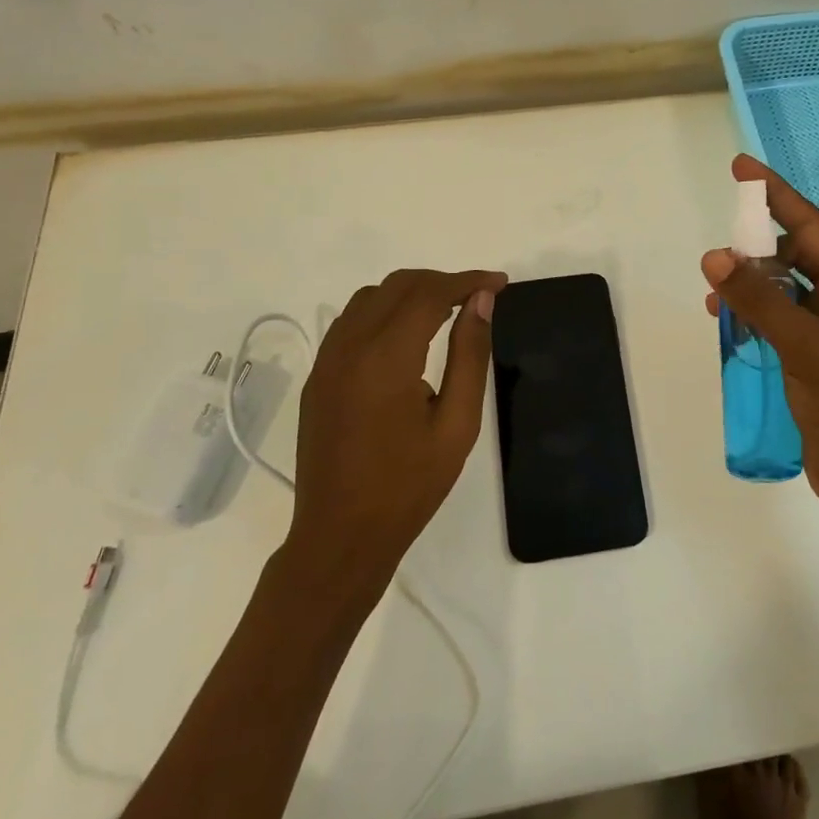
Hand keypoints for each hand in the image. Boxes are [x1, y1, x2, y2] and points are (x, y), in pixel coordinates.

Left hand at [288, 268, 506, 591]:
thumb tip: (483, 301)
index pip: (430, 293)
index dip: (468, 281)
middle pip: (398, 285)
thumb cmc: (408, 487)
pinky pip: (351, 321)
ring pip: (370, 297)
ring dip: (410, 293)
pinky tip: (406, 337)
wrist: (340, 537)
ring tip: (446, 313)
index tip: (500, 283)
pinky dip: (383, 311)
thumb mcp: (457, 424)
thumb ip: (470, 356)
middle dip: (441, 282)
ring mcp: (327, 360)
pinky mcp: (318, 375)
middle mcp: (350, 346)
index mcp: (386, 358)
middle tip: (477, 298)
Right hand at [702, 156, 818, 537]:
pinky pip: (775, 321)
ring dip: (749, 285)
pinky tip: (728, 324)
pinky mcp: (810, 361)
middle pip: (794, 256)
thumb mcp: (804, 347)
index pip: (810, 228)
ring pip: (781, 290)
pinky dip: (751, 315)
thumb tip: (714, 256)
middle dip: (755, 247)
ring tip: (715, 295)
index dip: (776, 195)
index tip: (742, 168)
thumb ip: (759, 300)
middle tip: (719, 248)